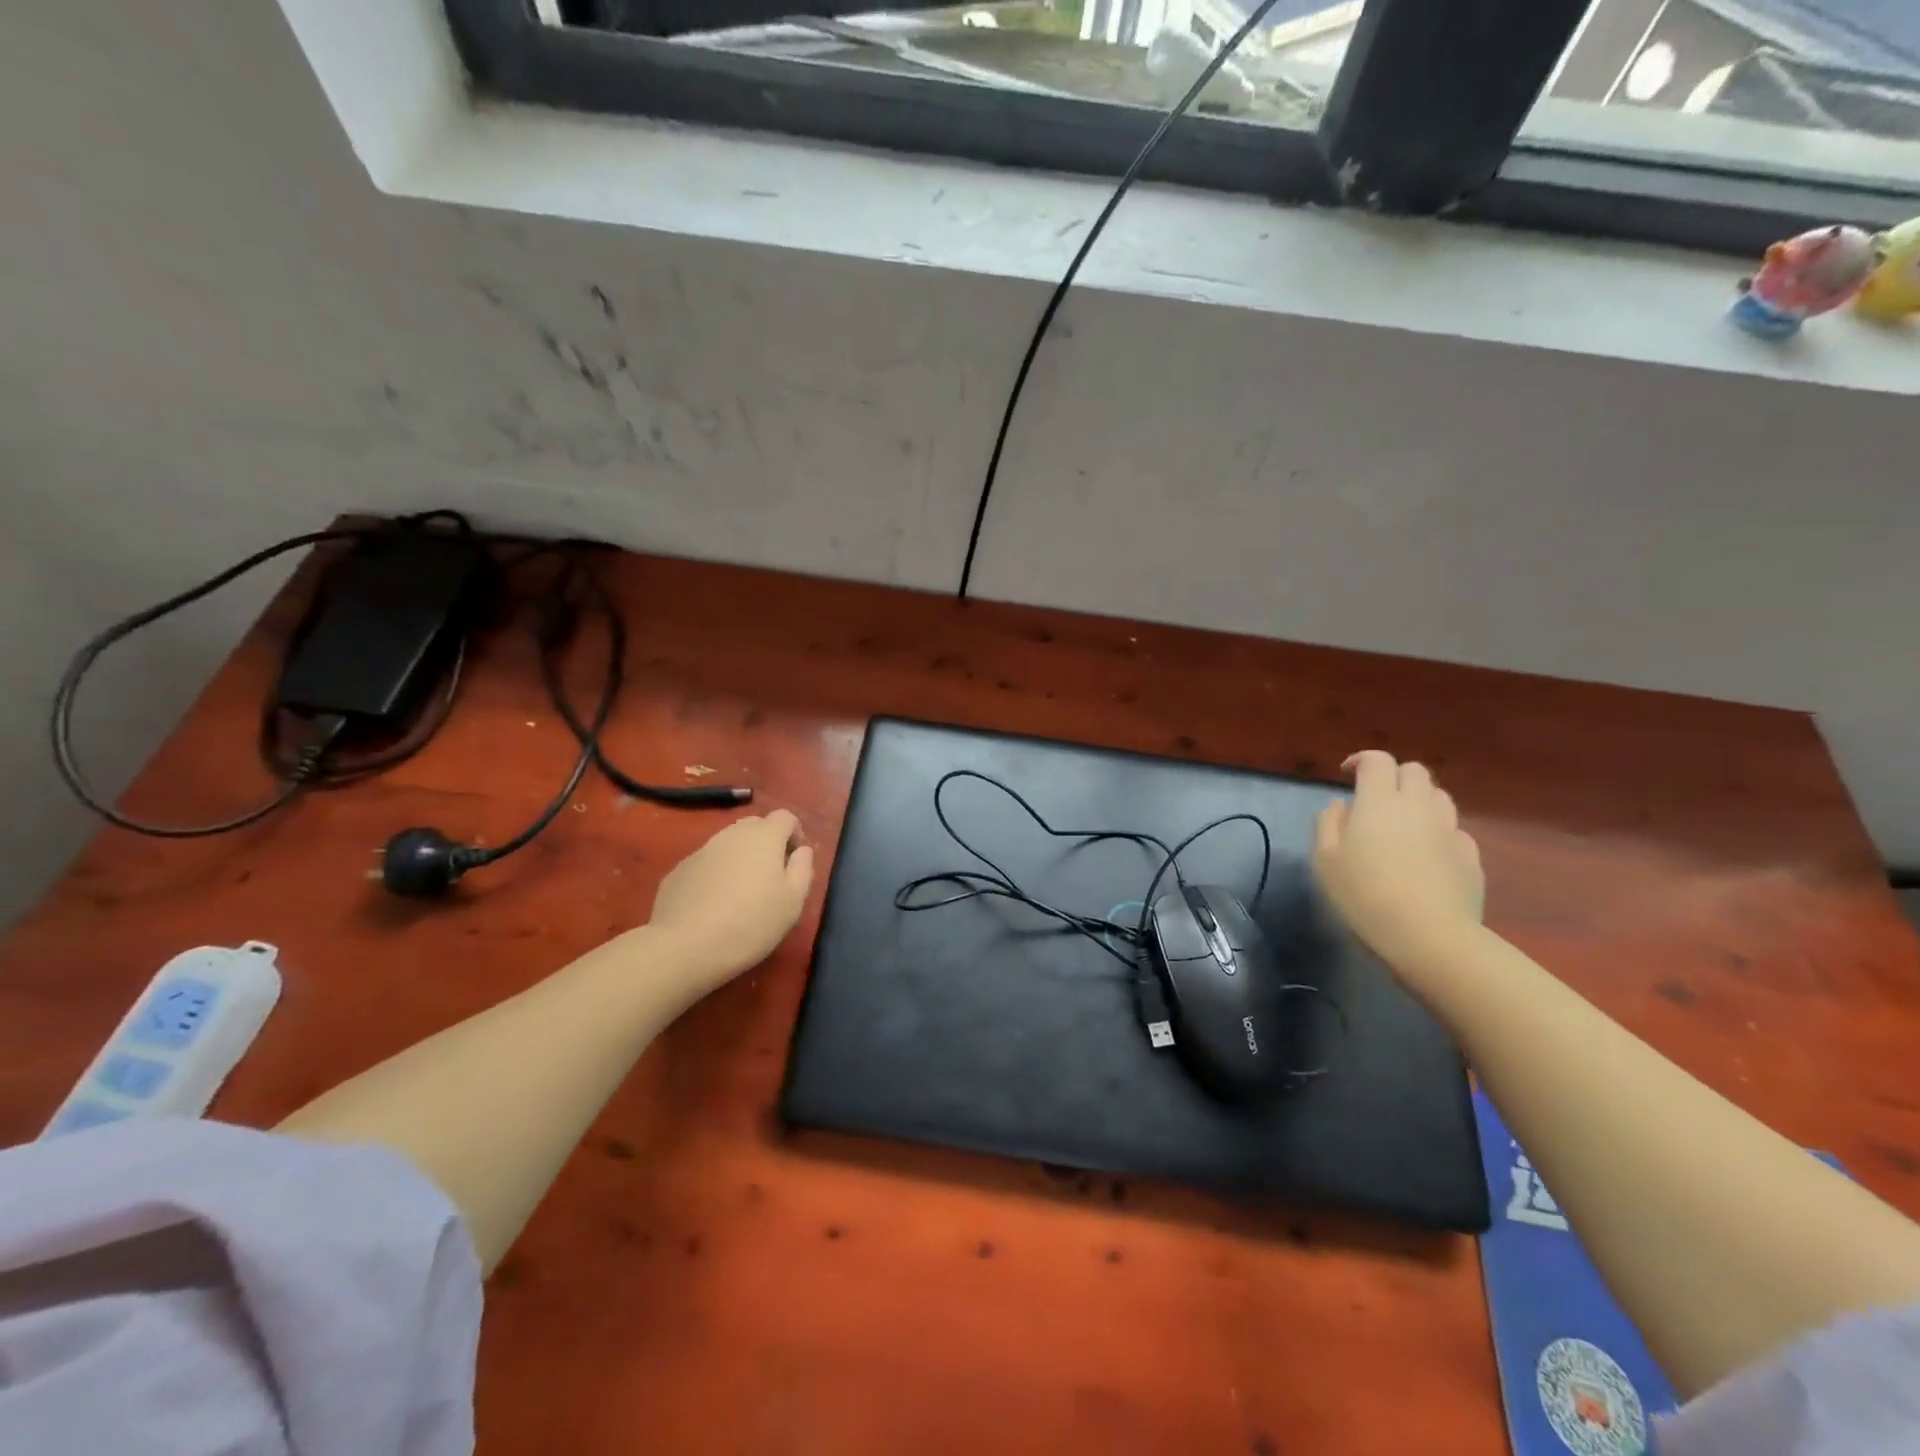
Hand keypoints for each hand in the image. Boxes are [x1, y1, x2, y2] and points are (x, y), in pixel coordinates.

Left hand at [648, 810, 814, 994]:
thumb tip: (801, 851)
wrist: (685, 947)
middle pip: (755, 826)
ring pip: (728, 845)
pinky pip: (706, 864)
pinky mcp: (678, 871)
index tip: (795, 860)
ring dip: (740, 859)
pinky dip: (715, 875)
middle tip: (771, 877)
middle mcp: (731, 835)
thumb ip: (803, 868)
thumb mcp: (793, 901)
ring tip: (741, 894)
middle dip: (767, 843)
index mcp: (763, 837)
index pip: (785, 817)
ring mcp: (701, 851)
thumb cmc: (751, 923)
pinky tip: (713, 906)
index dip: (794, 834)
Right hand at [1312, 750, 1483, 971]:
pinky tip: (1428, 855)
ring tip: (1404, 823)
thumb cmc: (1364, 895)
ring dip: (1420, 801)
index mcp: (1379, 801)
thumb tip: (1341, 806)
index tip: (1347, 774)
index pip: (1377, 760)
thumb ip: (1329, 824)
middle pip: (1415, 770)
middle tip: (1376, 797)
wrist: (1429, 937)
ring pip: (1439, 797)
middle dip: (1394, 776)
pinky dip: (1439, 833)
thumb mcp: (1325, 860)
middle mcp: (1418, 806)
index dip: (1362, 760)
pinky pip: (1455, 831)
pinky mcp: (1471, 857)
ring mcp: (1450, 830)